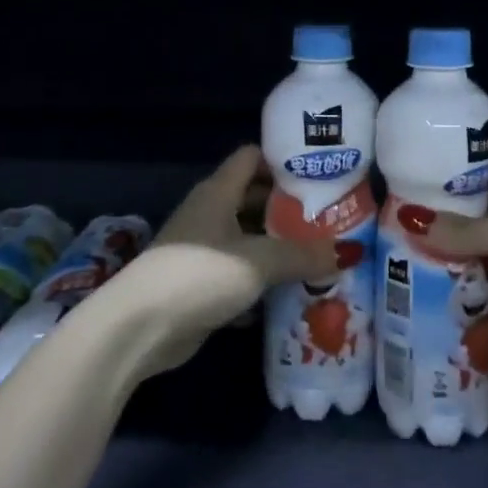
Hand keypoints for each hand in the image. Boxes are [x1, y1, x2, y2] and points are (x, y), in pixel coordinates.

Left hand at [121, 146, 340, 376]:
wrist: (138, 330)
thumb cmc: (199, 275)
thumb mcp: (259, 261)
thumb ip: (304, 254)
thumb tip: (349, 252)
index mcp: (218, 193)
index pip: (253, 158)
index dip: (284, 159)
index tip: (320, 171)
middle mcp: (209, 214)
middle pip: (254, 198)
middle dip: (290, 207)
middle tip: (330, 217)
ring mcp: (202, 250)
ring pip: (248, 238)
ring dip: (278, 246)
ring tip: (320, 253)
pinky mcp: (200, 285)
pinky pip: (239, 272)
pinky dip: (262, 279)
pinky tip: (291, 291)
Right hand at [397, 160, 487, 407]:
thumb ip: (465, 229)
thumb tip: (409, 218)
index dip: (456, 171)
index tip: (413, 176)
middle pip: (482, 216)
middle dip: (446, 222)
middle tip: (395, 227)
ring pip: (486, 258)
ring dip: (456, 263)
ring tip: (404, 266)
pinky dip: (475, 305)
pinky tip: (438, 308)